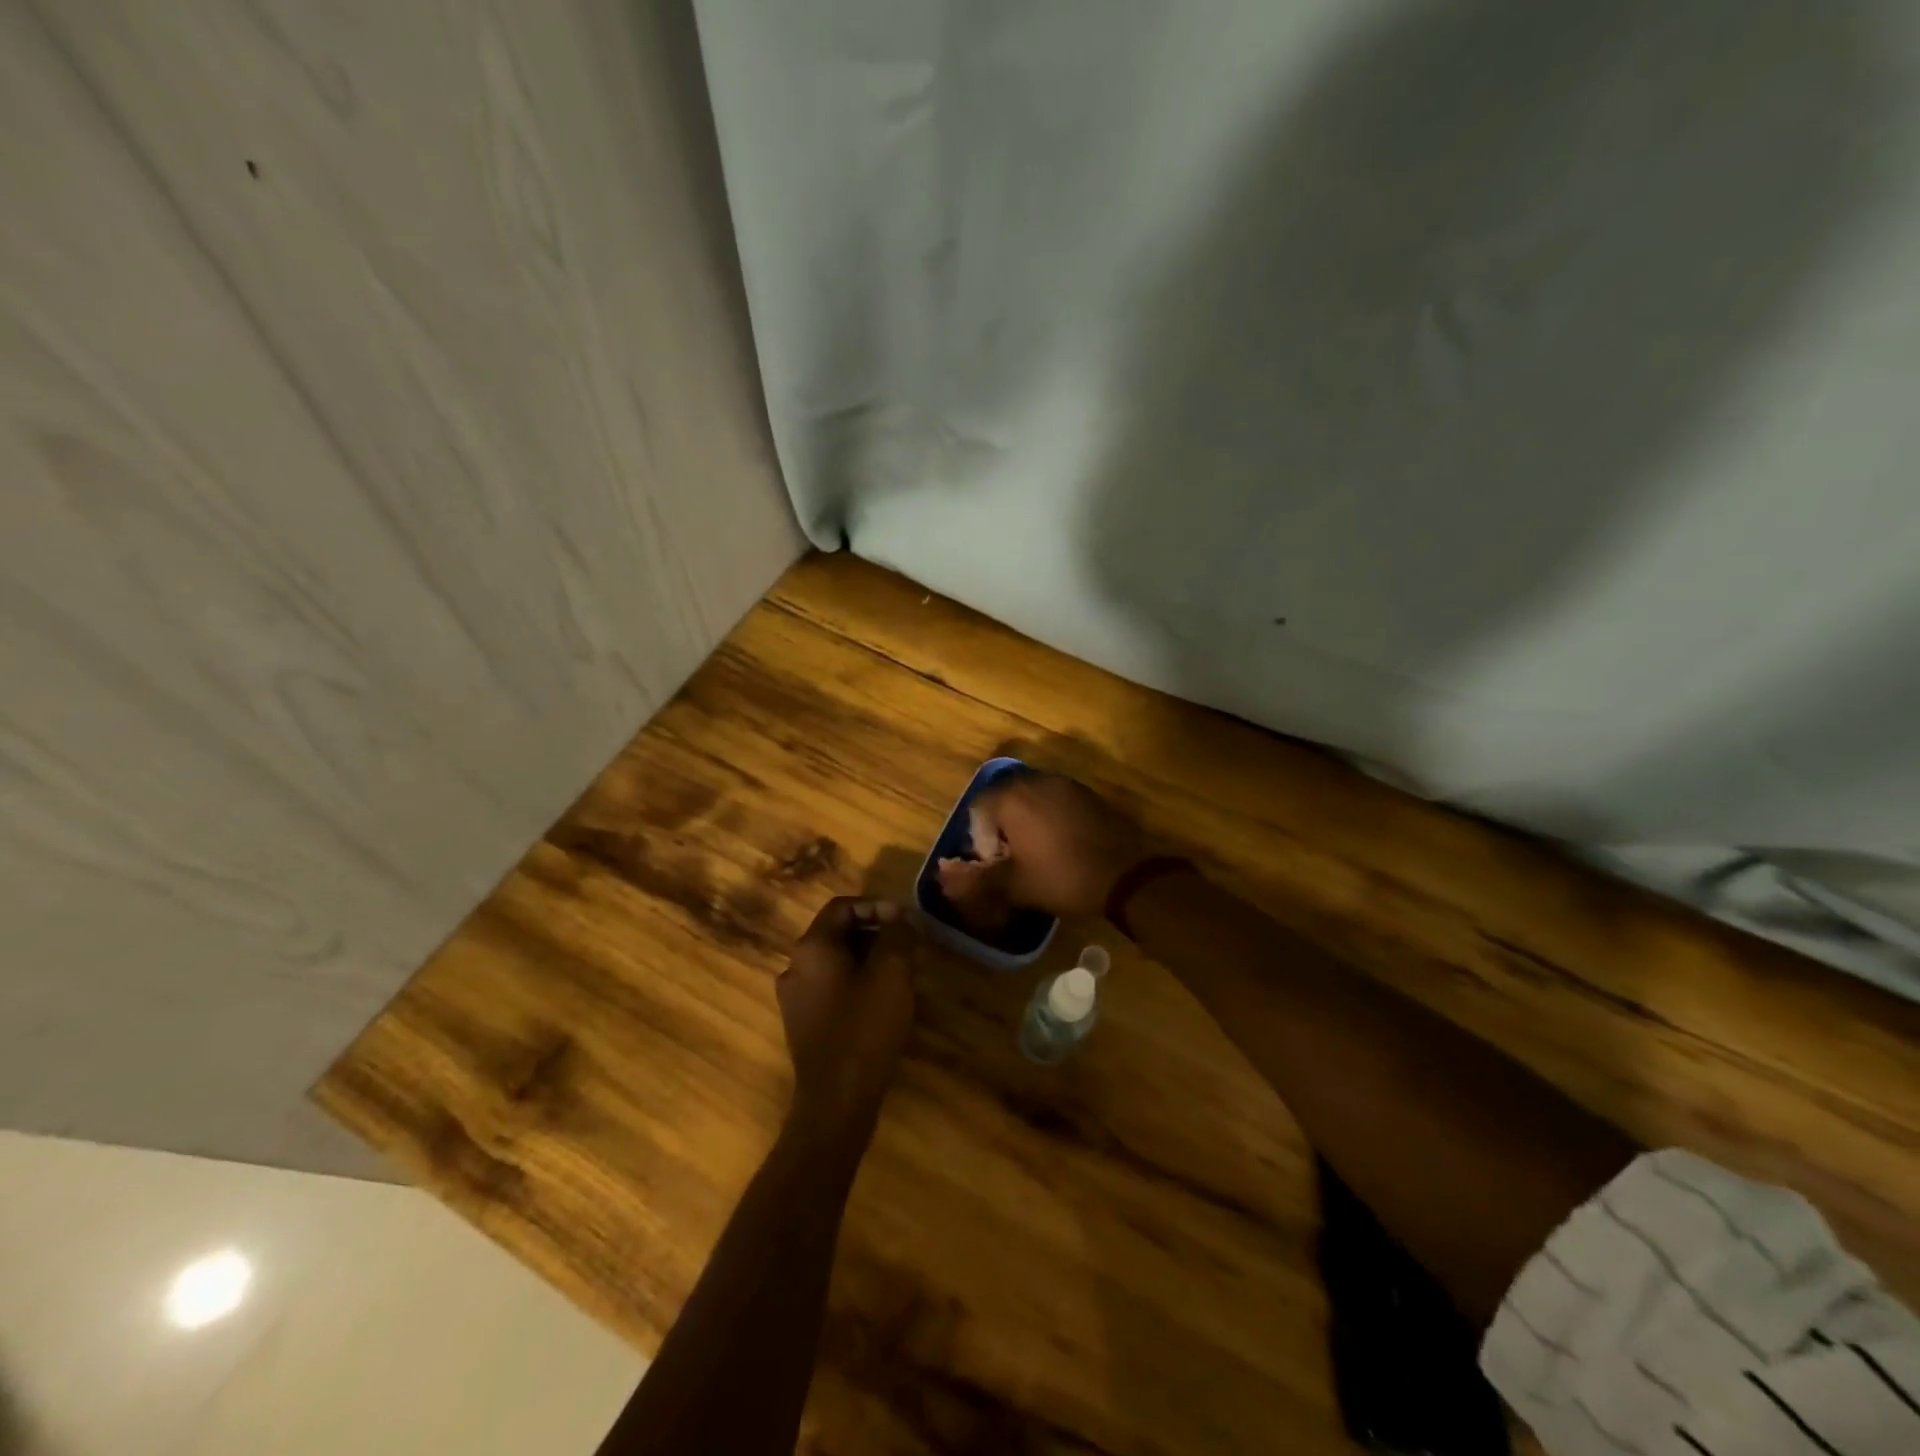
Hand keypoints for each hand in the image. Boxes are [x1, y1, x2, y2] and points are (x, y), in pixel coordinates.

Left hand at [777, 898, 918, 1136]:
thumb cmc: (865, 1028)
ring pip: (836, 962)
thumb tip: (898, 915)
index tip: (905, 921)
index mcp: (812, 947)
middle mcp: (795, 966)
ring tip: (901, 974)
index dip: (876, 906)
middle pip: (838, 933)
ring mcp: (795, 998)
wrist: (836, 1100)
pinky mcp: (803, 1024)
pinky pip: (832, 988)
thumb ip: (896, 934)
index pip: (842, 906)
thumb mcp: (892, 973)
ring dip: (869, 959)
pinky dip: (857, 983)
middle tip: (908, 947)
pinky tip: (882, 1002)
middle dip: (876, 934)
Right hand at [936, 772, 1146, 923]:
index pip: (978, 808)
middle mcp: (1036, 781)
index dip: (980, 838)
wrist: (1125, 876)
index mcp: (1012, 798)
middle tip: (1013, 859)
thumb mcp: (1014, 885)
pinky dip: (1050, 818)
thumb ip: (975, 879)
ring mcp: (1066, 784)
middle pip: (1004, 799)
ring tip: (1037, 853)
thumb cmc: (1061, 878)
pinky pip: (1056, 800)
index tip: (997, 863)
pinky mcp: (1087, 793)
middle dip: (1002, 827)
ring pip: (1031, 798)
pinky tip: (1062, 845)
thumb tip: (943, 877)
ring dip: (1026, 821)